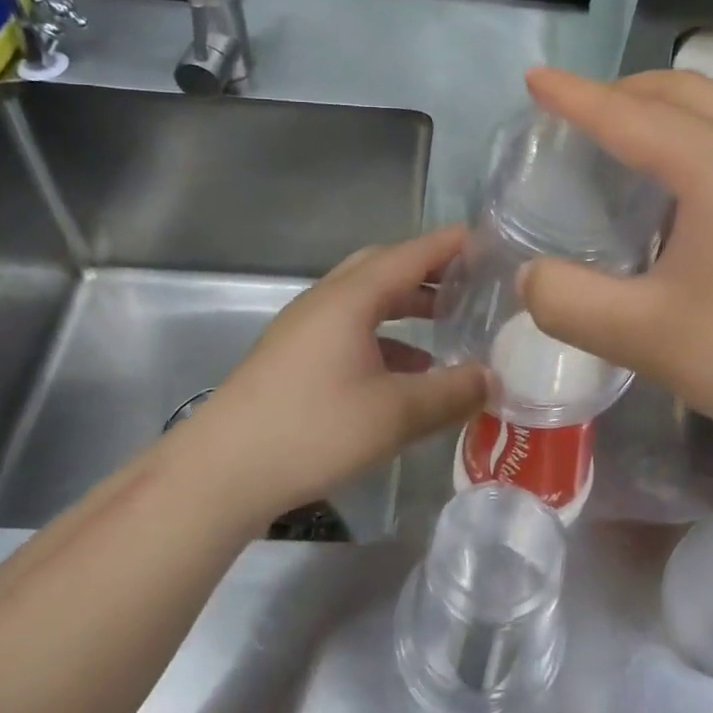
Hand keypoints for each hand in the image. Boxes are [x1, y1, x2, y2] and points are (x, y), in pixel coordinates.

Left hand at [174, 227, 488, 523]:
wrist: (221, 472)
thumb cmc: (313, 430)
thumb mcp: (394, 415)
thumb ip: (450, 393)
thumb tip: (492, 379)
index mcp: (351, 299)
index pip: (410, 255)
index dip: (450, 244)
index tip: (487, 239)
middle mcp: (326, 302)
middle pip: (383, 268)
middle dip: (428, 271)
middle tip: (468, 281)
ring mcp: (304, 329)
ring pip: (365, 301)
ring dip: (406, 306)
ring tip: (446, 325)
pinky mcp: (293, 357)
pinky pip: (349, 330)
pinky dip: (384, 338)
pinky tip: (405, 373)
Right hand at [520, 67, 712, 460]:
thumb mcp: (651, 339)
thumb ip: (572, 304)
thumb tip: (532, 278)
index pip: (626, 114)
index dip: (573, 96)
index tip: (535, 78)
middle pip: (680, 91)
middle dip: (622, 92)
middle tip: (580, 116)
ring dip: (668, 109)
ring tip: (634, 142)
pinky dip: (705, 134)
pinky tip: (701, 185)